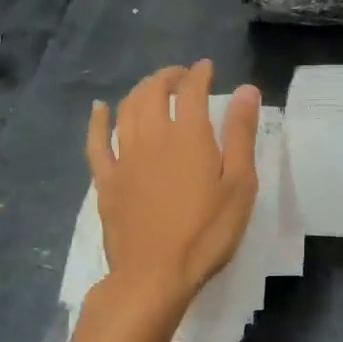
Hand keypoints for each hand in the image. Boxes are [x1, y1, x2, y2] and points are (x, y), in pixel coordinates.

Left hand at [87, 62, 258, 306]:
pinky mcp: (106, 181)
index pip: (191, 90)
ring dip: (140, 91)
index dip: (199, 73)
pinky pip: (96, 142)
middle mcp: (152, 136)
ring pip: (126, 110)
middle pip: (153, 92)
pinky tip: (99, 109)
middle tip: (180, 76)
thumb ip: (241, 134)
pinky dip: (98, 120)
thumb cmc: (207, 232)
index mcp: (188, 135)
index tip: (207, 67)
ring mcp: (124, 158)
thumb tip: (246, 90)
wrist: (155, 275)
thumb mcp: (239, 184)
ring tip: (153, 88)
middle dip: (167, 77)